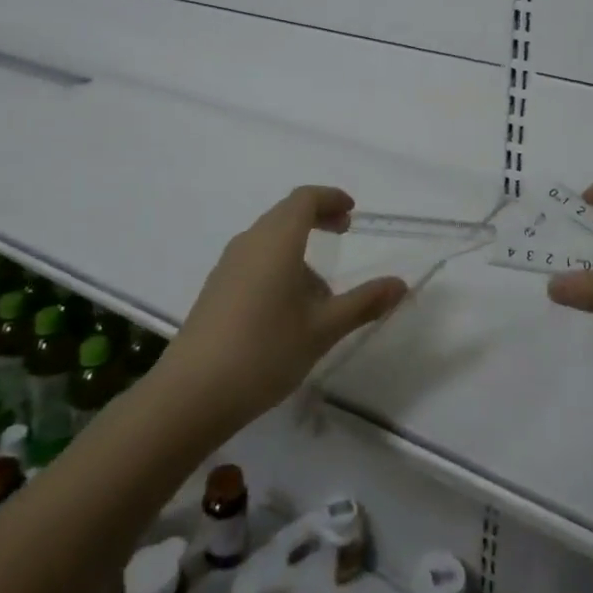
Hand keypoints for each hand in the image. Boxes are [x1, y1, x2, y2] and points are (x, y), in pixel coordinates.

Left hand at [154, 186, 406, 430]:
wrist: (192, 393)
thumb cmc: (265, 351)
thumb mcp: (323, 329)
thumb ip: (364, 303)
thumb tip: (400, 284)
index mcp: (277, 240)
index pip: (304, 199)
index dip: (330, 198)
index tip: (351, 212)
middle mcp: (250, 242)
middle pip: (285, 214)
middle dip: (317, 218)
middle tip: (343, 232)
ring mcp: (228, 265)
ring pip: (269, 239)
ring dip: (297, 247)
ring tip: (321, 290)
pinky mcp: (216, 288)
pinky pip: (254, 260)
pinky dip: (278, 265)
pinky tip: (288, 308)